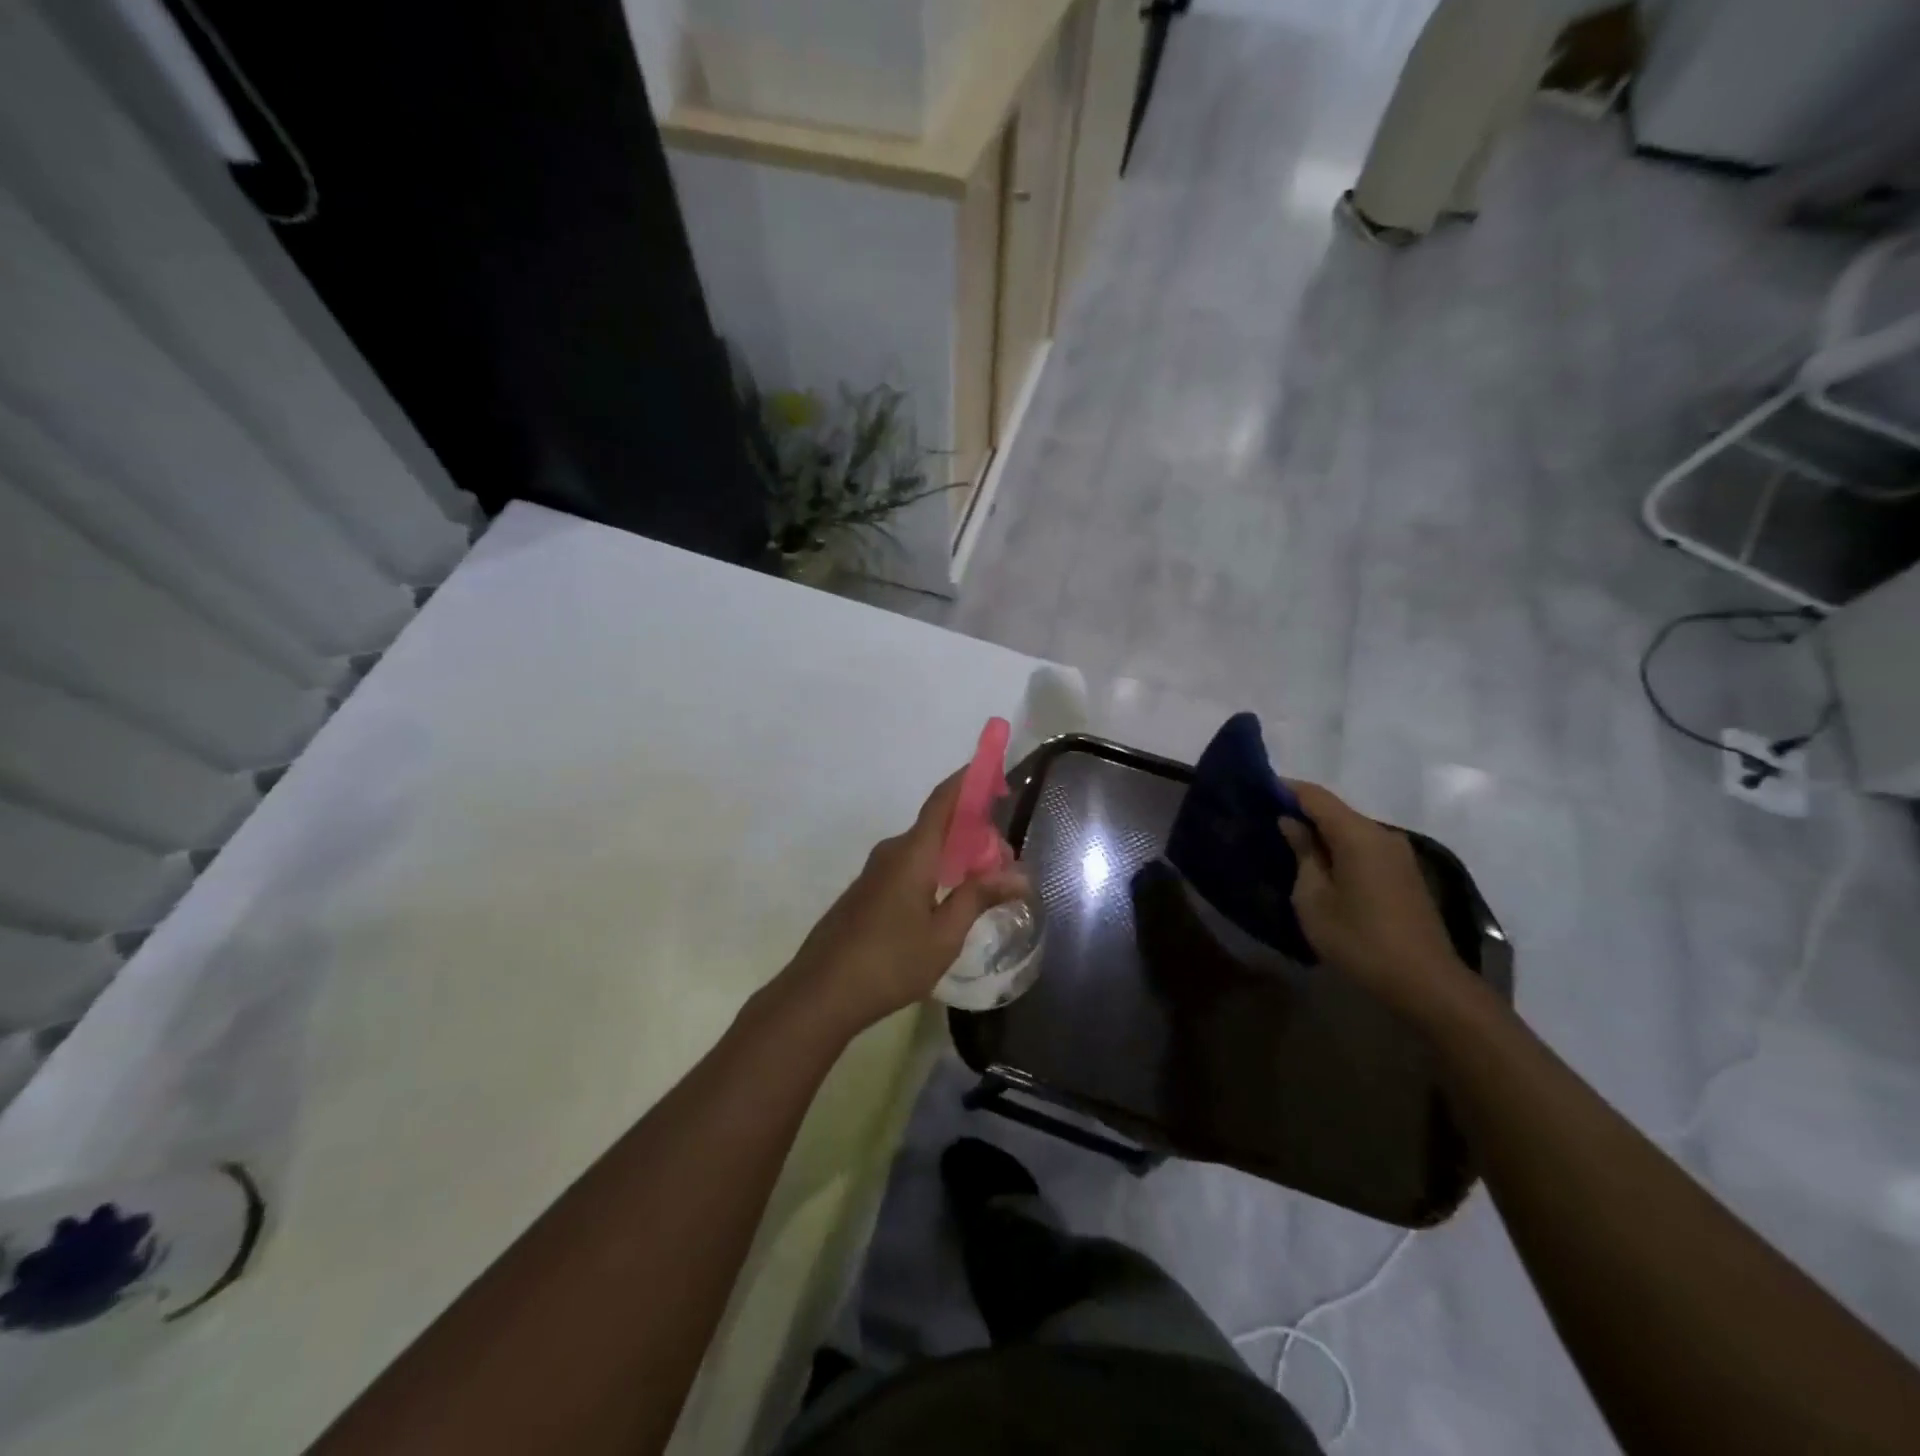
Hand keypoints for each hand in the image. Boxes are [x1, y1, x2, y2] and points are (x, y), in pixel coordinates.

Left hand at [783, 770, 1028, 1034]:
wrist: (820, 993)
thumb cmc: (889, 963)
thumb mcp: (944, 935)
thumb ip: (979, 898)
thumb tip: (1019, 875)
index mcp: (913, 852)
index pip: (945, 800)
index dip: (971, 781)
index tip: (997, 774)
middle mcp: (893, 851)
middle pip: (940, 826)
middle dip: (976, 834)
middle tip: (1006, 868)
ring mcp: (876, 871)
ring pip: (926, 849)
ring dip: (957, 857)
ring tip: (985, 888)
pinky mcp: (867, 892)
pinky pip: (910, 866)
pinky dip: (937, 871)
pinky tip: (949, 902)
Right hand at [1279, 781, 1473, 1020]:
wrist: (1426, 984)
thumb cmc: (1359, 940)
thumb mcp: (1314, 899)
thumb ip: (1303, 854)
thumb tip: (1292, 823)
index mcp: (1358, 835)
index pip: (1315, 796)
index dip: (1285, 789)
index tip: (1255, 790)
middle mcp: (1382, 834)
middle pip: (1335, 810)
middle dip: (1301, 811)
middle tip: (1265, 821)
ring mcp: (1398, 854)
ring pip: (1350, 830)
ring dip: (1320, 833)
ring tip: (1287, 844)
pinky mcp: (1405, 874)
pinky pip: (1364, 848)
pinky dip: (1339, 848)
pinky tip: (1320, 866)